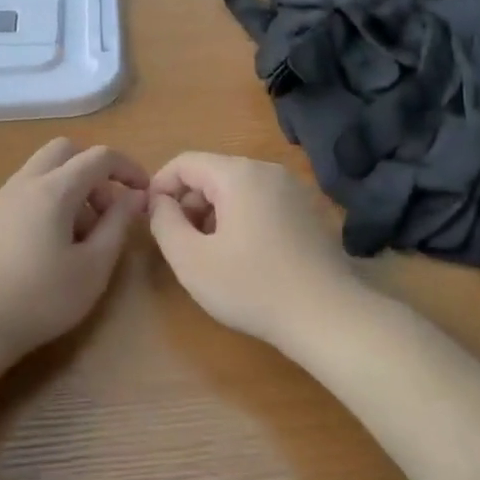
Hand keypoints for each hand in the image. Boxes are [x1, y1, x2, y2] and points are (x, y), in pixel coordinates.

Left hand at [0, 139, 149, 361]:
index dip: (128, 168)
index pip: (99, 157)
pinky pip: (24, 192)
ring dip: (69, 188)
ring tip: (79, 237)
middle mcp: (24, 182)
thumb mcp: (93, 267)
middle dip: (93, 171)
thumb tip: (135, 196)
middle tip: (106, 210)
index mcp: (53, 189)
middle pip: (64, 151)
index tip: (143, 192)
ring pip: (42, 171)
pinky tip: (47, 246)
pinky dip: (46, 202)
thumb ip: (117, 225)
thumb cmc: (40, 298)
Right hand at [148, 152, 371, 352]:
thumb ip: (164, 223)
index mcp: (238, 174)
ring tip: (210, 253)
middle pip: (213, 173)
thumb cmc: (252, 287)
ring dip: (214, 213)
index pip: (185, 162)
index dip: (160, 186)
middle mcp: (268, 171)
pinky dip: (241, 219)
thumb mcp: (191, 260)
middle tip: (180, 243)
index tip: (151, 219)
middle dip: (188, 202)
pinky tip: (243, 257)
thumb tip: (159, 202)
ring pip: (237, 188)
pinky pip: (262, 202)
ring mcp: (294, 190)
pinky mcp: (308, 211)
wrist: (328, 317)